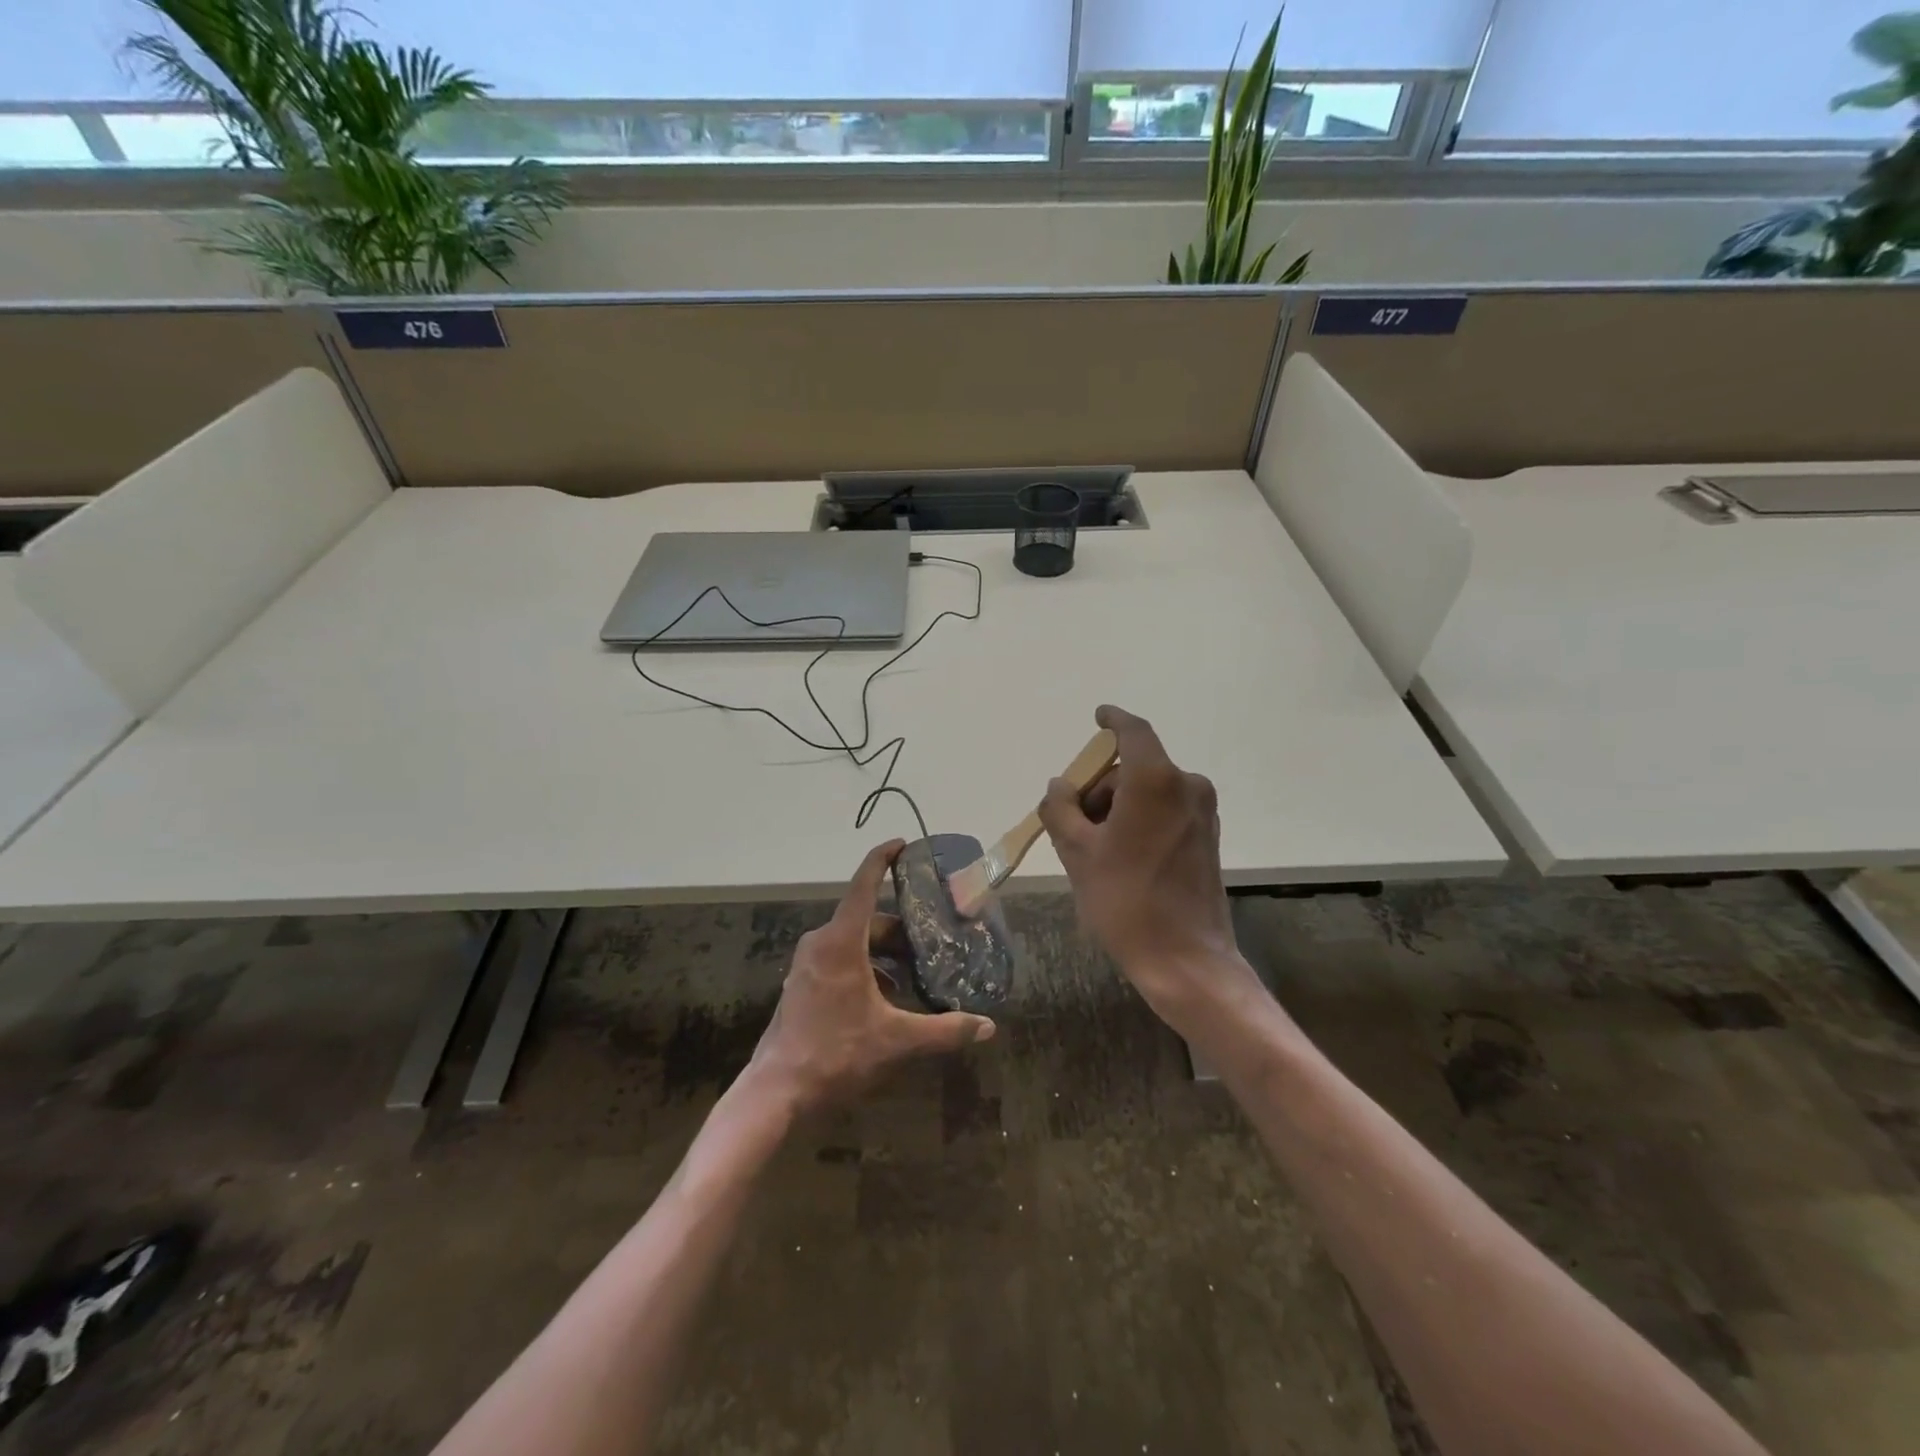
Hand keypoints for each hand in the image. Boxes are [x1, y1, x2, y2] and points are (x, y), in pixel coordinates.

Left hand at [749, 840, 994, 1113]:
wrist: (777, 1092)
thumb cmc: (836, 1054)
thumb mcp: (896, 1041)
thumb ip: (944, 1030)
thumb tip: (988, 1027)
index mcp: (841, 941)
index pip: (864, 884)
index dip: (883, 858)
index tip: (903, 843)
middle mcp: (821, 942)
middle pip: (868, 920)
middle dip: (901, 929)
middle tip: (933, 942)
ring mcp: (808, 963)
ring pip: (855, 942)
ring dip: (885, 953)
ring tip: (917, 975)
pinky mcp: (803, 982)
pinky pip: (841, 959)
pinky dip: (868, 968)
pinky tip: (889, 998)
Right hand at [1038, 706, 1255, 1021]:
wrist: (1186, 960)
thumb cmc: (1125, 900)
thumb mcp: (1077, 853)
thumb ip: (1060, 809)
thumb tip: (1059, 786)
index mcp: (1155, 780)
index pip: (1132, 731)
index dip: (1112, 720)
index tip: (1097, 717)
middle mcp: (1186, 786)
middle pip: (1133, 768)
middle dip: (1100, 787)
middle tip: (1072, 823)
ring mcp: (1202, 812)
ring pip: (1149, 791)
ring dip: (1118, 806)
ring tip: (1093, 849)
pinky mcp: (1208, 836)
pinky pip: (1166, 810)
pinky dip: (1140, 819)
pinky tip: (1121, 856)